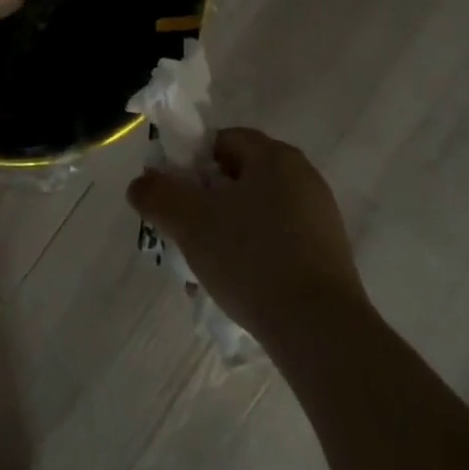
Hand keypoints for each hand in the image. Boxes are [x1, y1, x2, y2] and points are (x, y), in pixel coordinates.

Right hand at [128, 128, 367, 348]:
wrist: (319, 329)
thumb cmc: (251, 258)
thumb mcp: (189, 221)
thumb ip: (157, 195)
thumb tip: (140, 184)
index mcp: (274, 156)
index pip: (223, 140)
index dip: (190, 162)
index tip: (173, 195)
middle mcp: (303, 177)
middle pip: (239, 177)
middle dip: (205, 202)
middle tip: (183, 233)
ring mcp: (320, 217)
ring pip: (256, 213)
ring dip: (226, 232)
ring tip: (204, 268)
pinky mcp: (328, 255)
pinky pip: (278, 242)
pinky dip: (253, 255)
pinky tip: (237, 287)